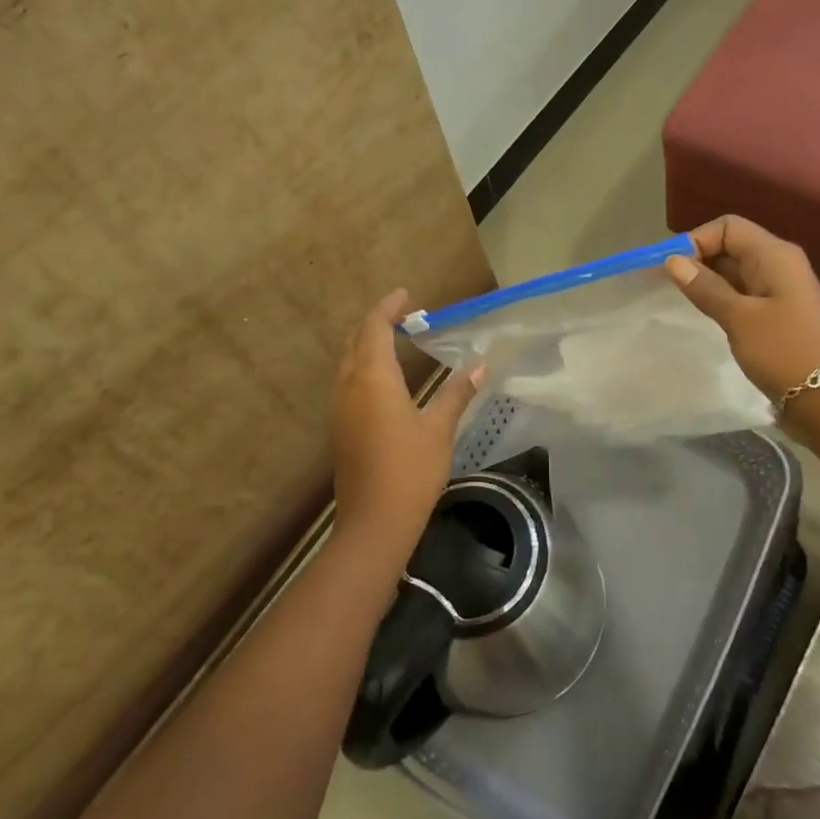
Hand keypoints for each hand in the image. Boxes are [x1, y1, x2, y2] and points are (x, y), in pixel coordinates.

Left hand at [331, 289, 482, 556]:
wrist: (374, 524)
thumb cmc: (411, 471)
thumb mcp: (439, 429)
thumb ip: (457, 393)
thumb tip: (480, 366)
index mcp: (373, 380)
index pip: (374, 328)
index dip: (387, 307)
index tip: (405, 294)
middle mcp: (349, 387)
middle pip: (355, 341)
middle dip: (376, 323)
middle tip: (404, 316)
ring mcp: (339, 409)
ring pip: (347, 362)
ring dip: (367, 344)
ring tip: (396, 340)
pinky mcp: (339, 428)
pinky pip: (347, 382)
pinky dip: (363, 366)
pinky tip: (385, 379)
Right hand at [664, 216, 819, 405]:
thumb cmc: (784, 352)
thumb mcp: (739, 318)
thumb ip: (706, 287)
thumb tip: (674, 260)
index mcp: (775, 255)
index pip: (728, 227)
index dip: (697, 240)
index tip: (670, 268)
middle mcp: (780, 265)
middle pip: (733, 246)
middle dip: (700, 260)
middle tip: (669, 287)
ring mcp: (782, 291)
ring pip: (737, 272)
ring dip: (710, 282)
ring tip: (683, 302)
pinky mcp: (780, 315)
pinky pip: (745, 294)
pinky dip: (724, 299)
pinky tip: (708, 316)